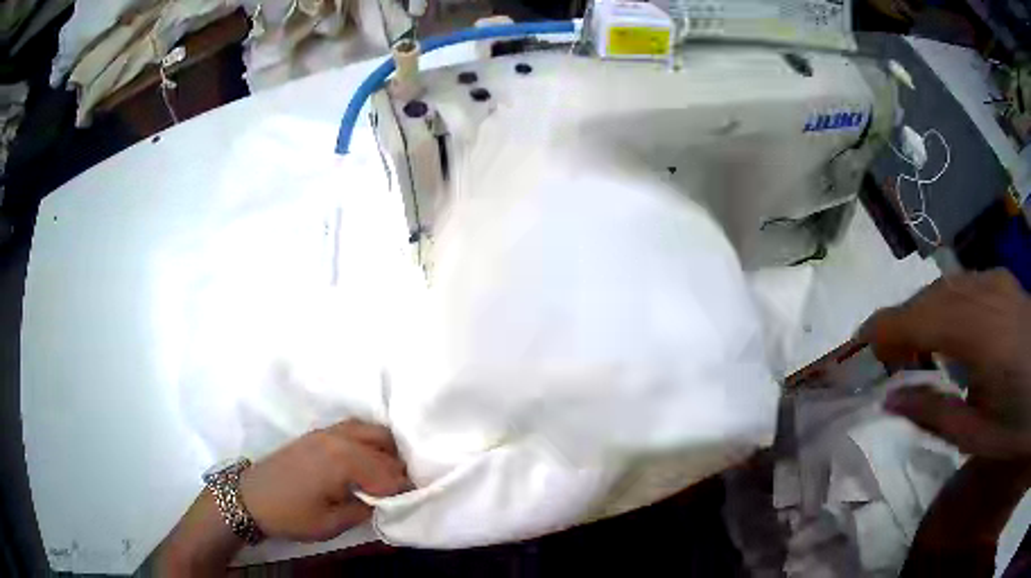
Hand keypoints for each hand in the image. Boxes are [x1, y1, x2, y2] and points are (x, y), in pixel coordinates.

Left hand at [240, 419, 410, 541]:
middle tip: (401, 491)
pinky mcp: (317, 433)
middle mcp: (339, 438)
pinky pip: (354, 428)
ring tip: (388, 475)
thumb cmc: (291, 514)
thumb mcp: (331, 523)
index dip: (404, 490)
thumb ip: (364, 509)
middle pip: (385, 446)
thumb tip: (385, 502)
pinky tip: (368, 460)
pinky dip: (369, 441)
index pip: (389, 472)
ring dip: (385, 450)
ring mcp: (327, 432)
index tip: (410, 503)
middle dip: (398, 468)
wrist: (251, 497)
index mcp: (344, 461)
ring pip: (371, 431)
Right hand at [860, 270, 1030, 459]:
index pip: (916, 317)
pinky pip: (963, 283)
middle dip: (900, 324)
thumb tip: (891, 397)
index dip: (882, 329)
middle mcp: (982, 293)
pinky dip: (945, 303)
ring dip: (922, 313)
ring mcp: (993, 280)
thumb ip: (934, 414)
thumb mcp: (978, 436)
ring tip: (916, 348)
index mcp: (978, 334)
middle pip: (927, 297)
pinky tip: (950, 330)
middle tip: (888, 361)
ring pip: (943, 286)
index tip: (858, 351)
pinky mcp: (1001, 279)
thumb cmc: (1017, 418)